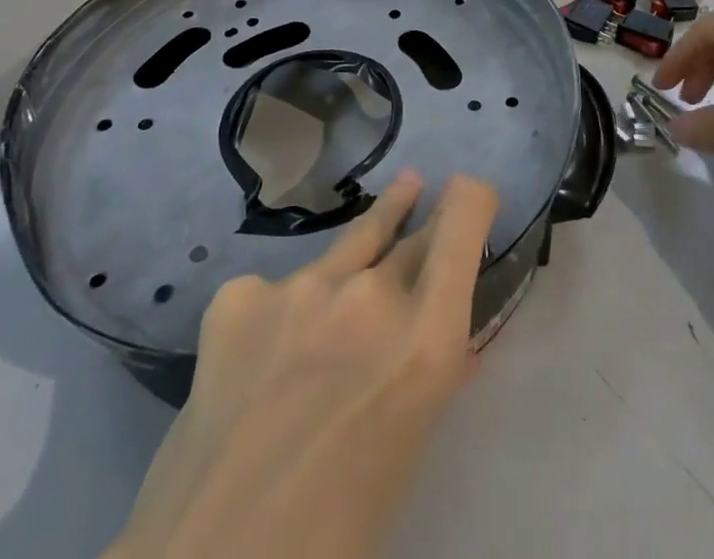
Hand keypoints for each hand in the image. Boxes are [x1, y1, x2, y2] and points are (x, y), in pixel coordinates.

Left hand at [110, 171, 499, 558]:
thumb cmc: (338, 527)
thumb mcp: (408, 446)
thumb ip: (428, 376)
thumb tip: (449, 347)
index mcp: (425, 339)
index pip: (463, 222)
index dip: (472, 203)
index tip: (473, 198)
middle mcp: (369, 294)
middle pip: (412, 232)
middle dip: (428, 222)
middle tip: (435, 203)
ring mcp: (301, 286)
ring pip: (354, 239)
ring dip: (381, 223)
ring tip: (403, 189)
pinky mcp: (241, 295)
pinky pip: (278, 289)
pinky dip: (284, 311)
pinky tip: (267, 347)